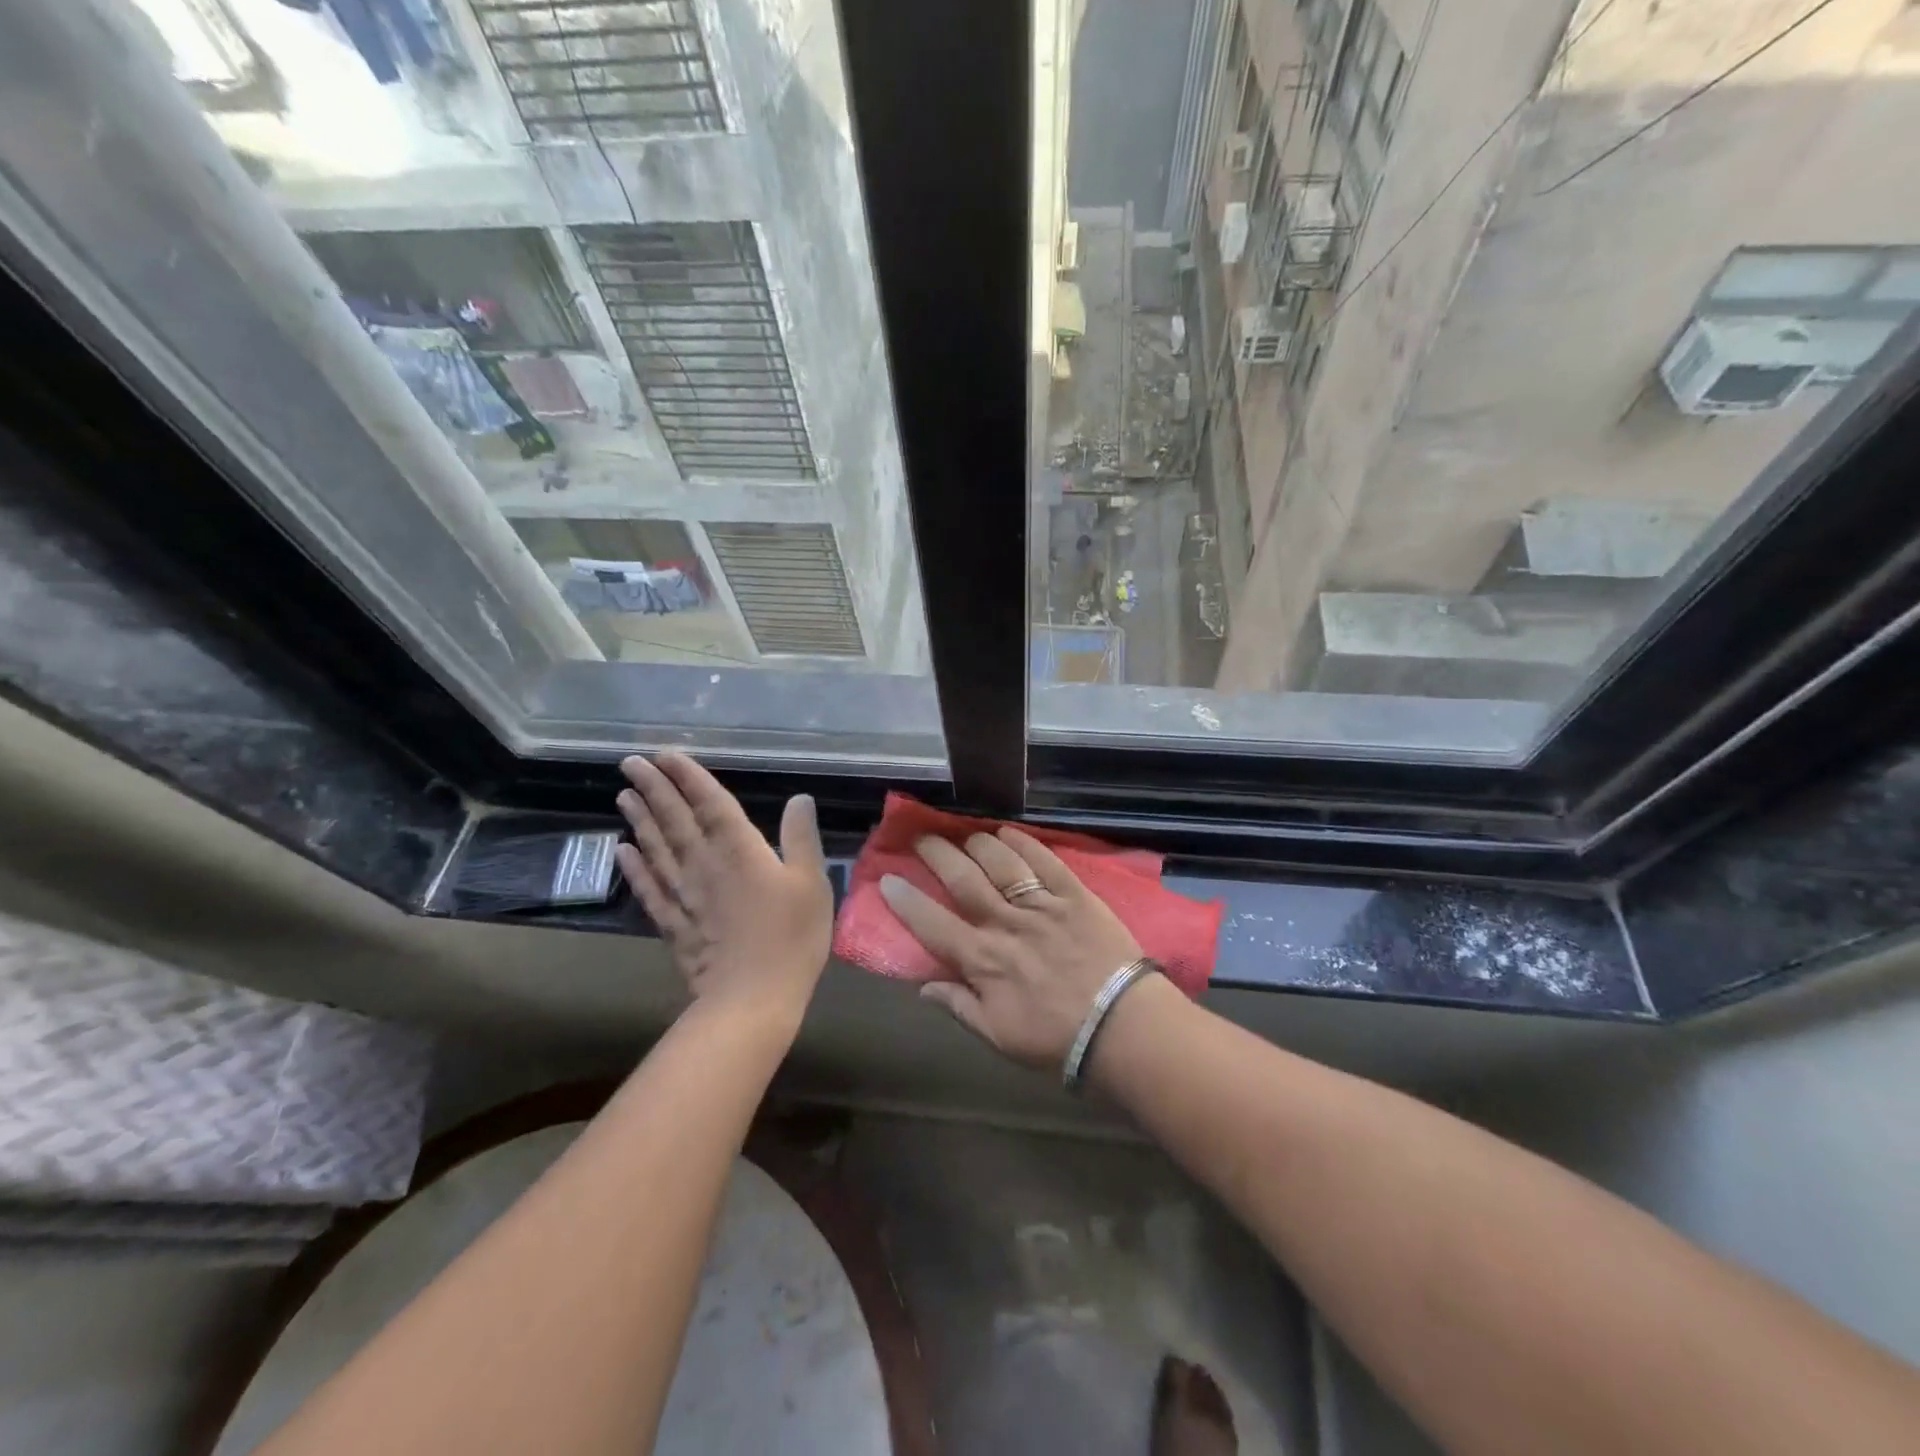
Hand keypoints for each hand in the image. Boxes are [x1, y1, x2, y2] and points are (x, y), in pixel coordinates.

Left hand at [615, 752, 832, 1023]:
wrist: (752, 998)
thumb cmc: (791, 937)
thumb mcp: (811, 882)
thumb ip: (801, 838)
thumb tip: (799, 798)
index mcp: (739, 850)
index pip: (709, 803)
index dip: (688, 776)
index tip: (666, 754)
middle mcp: (704, 864)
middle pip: (674, 819)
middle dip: (654, 788)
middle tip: (631, 762)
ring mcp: (683, 894)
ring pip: (656, 848)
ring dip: (639, 820)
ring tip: (623, 795)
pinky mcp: (673, 924)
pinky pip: (648, 888)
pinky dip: (634, 867)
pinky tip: (621, 851)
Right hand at [879, 827, 1143, 1070]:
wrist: (1122, 1027)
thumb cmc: (1056, 1038)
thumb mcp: (999, 1036)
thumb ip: (959, 1007)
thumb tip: (923, 986)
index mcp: (983, 960)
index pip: (933, 924)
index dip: (906, 900)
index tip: (888, 878)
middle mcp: (1005, 924)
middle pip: (963, 879)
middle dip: (937, 854)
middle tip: (922, 836)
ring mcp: (1042, 905)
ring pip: (1001, 863)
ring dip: (978, 844)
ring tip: (966, 834)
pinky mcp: (1075, 895)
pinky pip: (1045, 861)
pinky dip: (1025, 843)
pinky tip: (1009, 832)